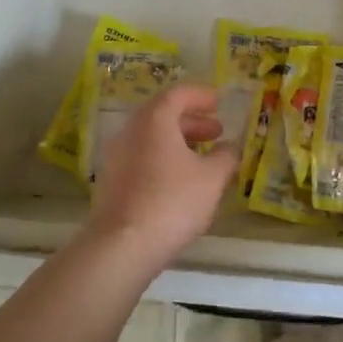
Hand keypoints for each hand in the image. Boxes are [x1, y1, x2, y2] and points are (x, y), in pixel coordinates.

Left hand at [88, 84, 237, 265]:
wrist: (122, 246)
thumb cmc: (172, 202)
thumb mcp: (212, 178)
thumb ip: (225, 157)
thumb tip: (230, 148)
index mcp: (154, 120)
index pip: (178, 94)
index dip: (201, 95)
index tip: (219, 102)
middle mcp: (131, 131)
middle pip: (163, 115)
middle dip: (192, 121)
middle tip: (217, 132)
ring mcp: (117, 157)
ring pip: (151, 139)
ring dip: (178, 142)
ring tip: (203, 159)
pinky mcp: (112, 182)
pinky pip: (142, 158)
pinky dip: (163, 160)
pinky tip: (181, 182)